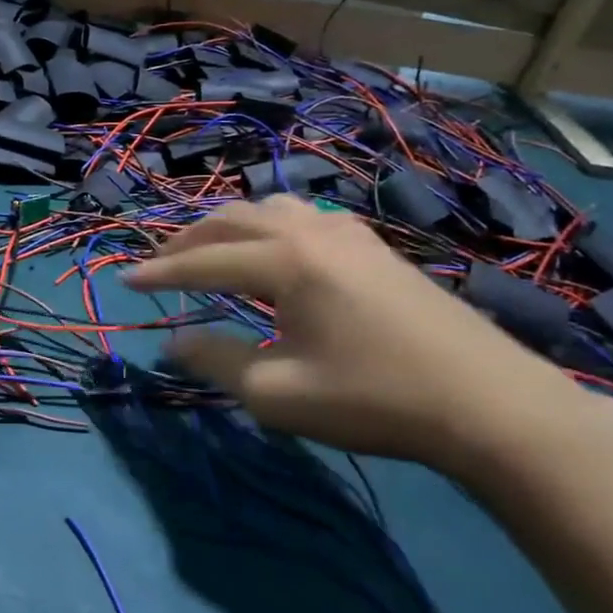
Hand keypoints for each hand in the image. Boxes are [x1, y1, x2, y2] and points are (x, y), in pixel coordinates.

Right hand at [126, 194, 612, 477]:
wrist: (488, 404)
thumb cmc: (372, 398)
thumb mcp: (277, 391)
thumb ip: (215, 360)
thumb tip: (171, 341)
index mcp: (283, 261)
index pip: (202, 261)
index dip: (158, 272)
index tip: (124, 280)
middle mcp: (309, 231)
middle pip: (230, 220)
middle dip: (186, 241)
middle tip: (158, 265)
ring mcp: (347, 233)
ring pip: (268, 208)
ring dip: (228, 226)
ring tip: (209, 251)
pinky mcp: (374, 246)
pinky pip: (303, 216)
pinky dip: (268, 226)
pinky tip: (273, 251)